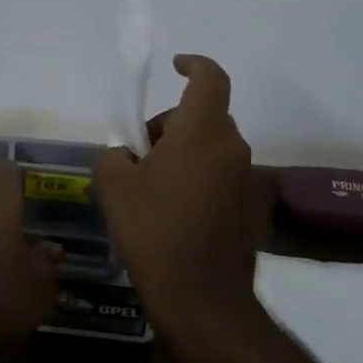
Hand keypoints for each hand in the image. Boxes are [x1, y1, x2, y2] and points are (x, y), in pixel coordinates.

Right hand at [94, 55, 256, 338]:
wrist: (201, 298)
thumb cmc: (154, 230)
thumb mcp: (113, 186)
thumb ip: (112, 155)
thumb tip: (123, 155)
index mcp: (202, 132)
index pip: (210, 78)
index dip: (193, 64)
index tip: (174, 66)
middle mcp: (232, 148)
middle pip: (203, 117)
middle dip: (170, 125)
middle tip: (139, 154)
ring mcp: (245, 180)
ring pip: (211, 148)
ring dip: (183, 154)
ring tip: (150, 188)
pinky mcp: (249, 209)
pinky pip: (220, 176)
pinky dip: (197, 179)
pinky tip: (172, 213)